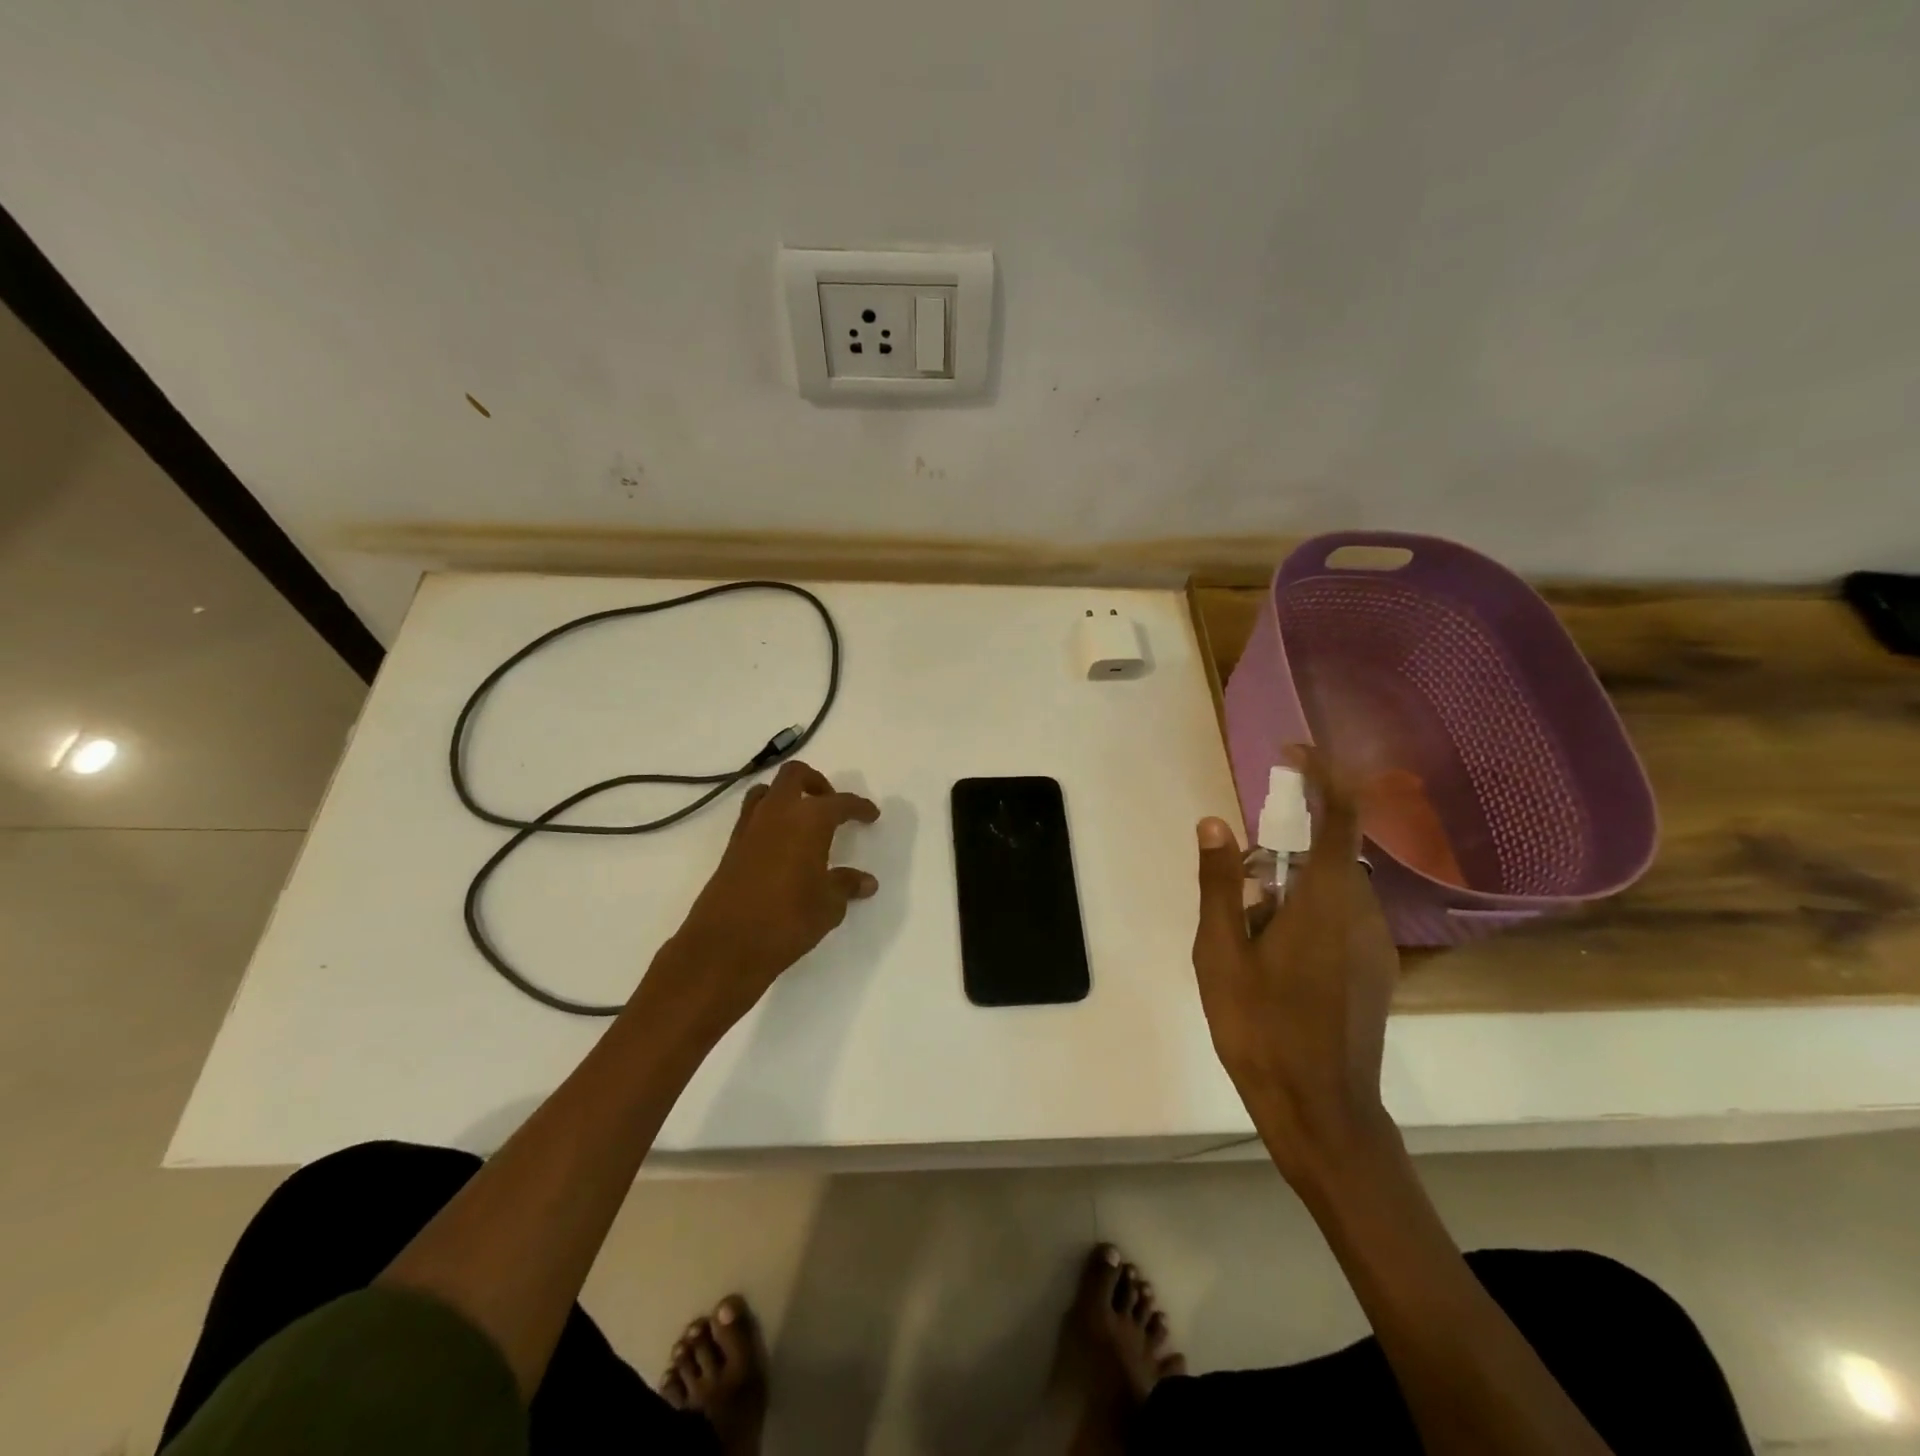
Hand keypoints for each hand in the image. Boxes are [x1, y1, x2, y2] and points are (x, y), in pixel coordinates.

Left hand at [645, 760, 879, 1039]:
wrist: (725, 946)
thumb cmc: (787, 921)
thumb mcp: (828, 906)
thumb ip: (846, 886)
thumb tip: (866, 881)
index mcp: (809, 820)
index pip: (839, 802)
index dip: (858, 807)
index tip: (871, 815)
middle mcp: (778, 813)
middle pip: (795, 775)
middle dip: (817, 783)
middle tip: (832, 806)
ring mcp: (749, 828)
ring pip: (768, 791)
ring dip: (788, 796)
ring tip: (804, 822)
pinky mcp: (731, 847)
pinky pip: (753, 816)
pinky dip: (770, 819)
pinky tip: (783, 846)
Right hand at [1192, 746, 1401, 1187]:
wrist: (1321, 1110)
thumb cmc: (1262, 1026)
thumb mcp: (1220, 952)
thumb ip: (1220, 884)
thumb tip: (1214, 823)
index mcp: (1327, 901)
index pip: (1340, 816)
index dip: (1323, 776)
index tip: (1293, 754)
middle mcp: (1362, 913)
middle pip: (1331, 853)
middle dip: (1286, 850)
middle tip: (1240, 885)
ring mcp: (1374, 945)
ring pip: (1334, 888)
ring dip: (1293, 887)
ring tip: (1249, 931)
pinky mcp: (1373, 970)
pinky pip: (1341, 918)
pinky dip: (1306, 913)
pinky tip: (1274, 958)